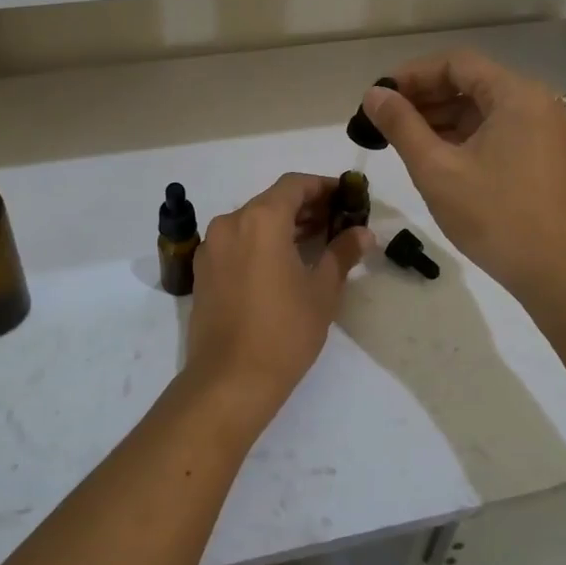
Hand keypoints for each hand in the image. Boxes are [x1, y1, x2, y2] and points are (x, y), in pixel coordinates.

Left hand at [184, 174, 371, 422]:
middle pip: (272, 201)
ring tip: (316, 242)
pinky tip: (283, 263)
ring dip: (283, 225)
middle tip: (337, 222)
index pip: (294, 184)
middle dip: (305, 207)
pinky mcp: (203, 270)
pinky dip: (261, 242)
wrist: (229, 380)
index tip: (346, 197)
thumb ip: (342, 253)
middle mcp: (231, 223)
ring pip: (252, 221)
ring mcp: (212, 247)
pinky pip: (237, 242)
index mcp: (260, 220)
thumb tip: (362, 233)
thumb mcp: (322, 290)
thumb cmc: (284, 331)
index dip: (323, 186)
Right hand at [362, 51, 565, 300]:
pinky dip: (460, 135)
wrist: (553, 271)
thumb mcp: (436, 169)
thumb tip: (373, 95)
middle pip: (470, 82)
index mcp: (516, 95)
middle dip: (423, 96)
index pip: (456, 63)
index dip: (412, 74)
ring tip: (398, 137)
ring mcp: (540, 128)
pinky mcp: (539, 153)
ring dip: (439, 117)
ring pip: (480, 107)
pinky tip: (430, 153)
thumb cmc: (493, 216)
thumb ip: (401, 125)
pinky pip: (493, 129)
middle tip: (382, 118)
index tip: (379, 96)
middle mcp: (534, 101)